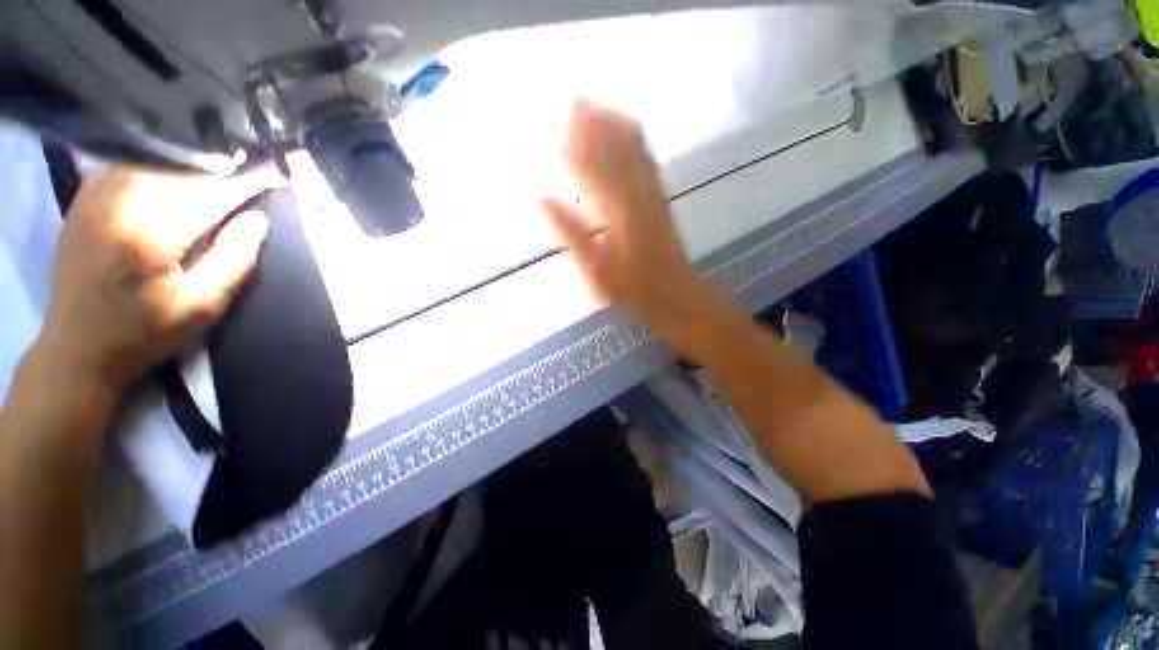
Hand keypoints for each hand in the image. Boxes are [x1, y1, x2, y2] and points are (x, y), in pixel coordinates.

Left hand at [34, 166, 277, 395]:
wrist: (76, 350)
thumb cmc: (143, 334)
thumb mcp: (202, 309)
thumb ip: (233, 262)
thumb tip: (258, 220)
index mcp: (148, 236)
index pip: (207, 195)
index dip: (241, 185)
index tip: (269, 176)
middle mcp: (117, 206)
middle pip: (178, 172)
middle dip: (216, 172)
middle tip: (246, 171)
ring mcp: (94, 200)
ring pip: (151, 162)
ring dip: (186, 166)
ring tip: (214, 171)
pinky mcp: (83, 202)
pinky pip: (125, 166)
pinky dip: (154, 165)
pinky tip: (169, 174)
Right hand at [541, 99, 729, 346]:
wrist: (674, 295)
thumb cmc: (630, 290)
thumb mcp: (594, 271)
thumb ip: (570, 234)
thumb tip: (543, 200)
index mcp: (614, 215)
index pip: (590, 172)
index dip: (574, 147)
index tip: (559, 126)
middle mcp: (634, 198)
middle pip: (612, 154)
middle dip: (593, 126)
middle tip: (575, 99)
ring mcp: (651, 197)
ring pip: (632, 153)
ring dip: (614, 127)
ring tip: (598, 105)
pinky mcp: (661, 201)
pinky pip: (649, 163)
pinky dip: (636, 142)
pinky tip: (630, 129)